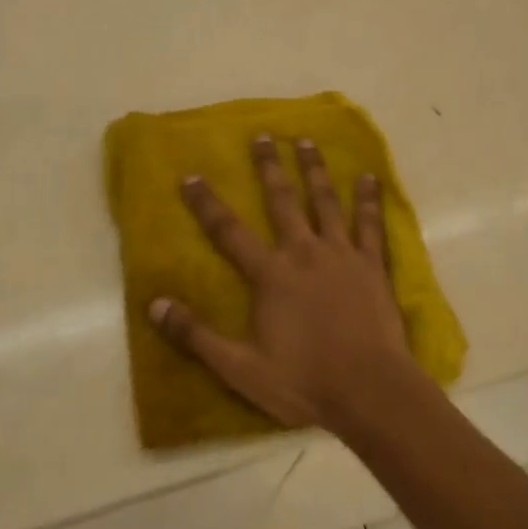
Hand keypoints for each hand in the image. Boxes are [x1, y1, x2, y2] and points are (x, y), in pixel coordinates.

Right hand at [152, 136, 423, 434]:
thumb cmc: (304, 382)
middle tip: (263, 135)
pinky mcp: (373, 267)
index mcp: (271, 275)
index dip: (206, 203)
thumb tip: (154, 305)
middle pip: (282, 201)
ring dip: (314, 170)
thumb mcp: (240, 368)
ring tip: (307, 141)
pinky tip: (369, 177)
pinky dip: (368, 200)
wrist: (370, 392)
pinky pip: (370, 225)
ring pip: (325, 202)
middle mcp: (304, 253)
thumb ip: (196, 335)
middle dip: (269, 167)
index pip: (229, 231)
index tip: (191, 175)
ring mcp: (342, 256)